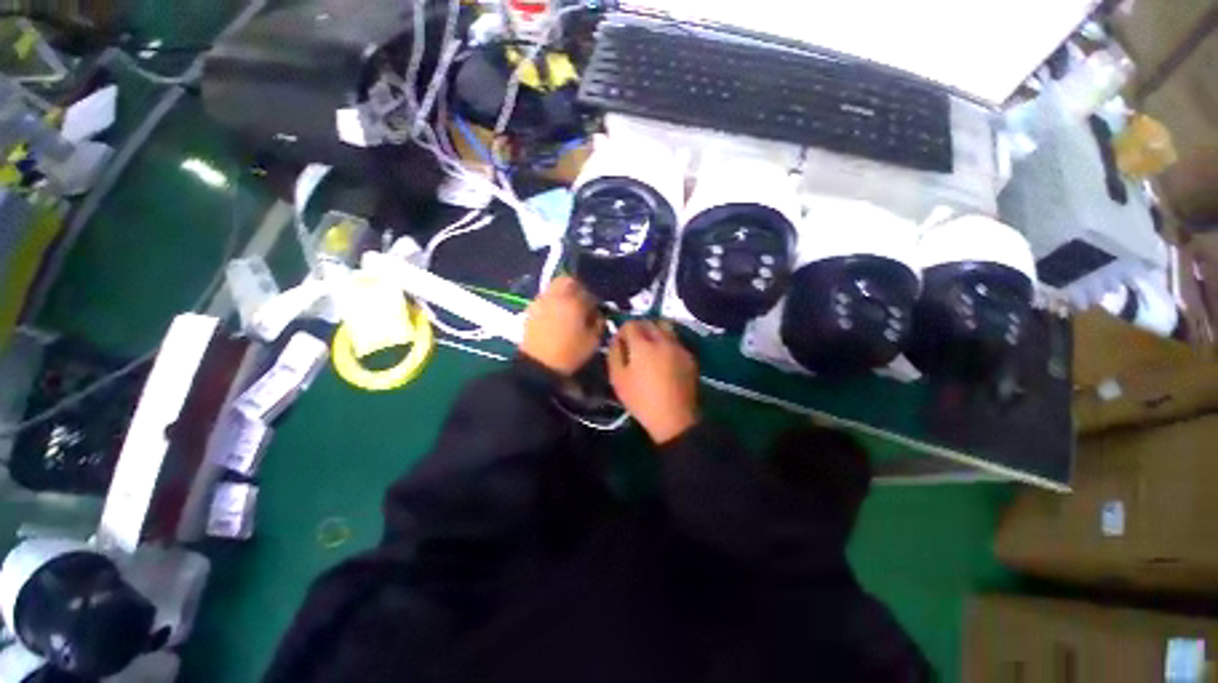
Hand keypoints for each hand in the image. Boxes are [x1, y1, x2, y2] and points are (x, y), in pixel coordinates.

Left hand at [521, 276, 604, 375]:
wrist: (538, 365)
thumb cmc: (570, 353)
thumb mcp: (593, 341)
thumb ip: (599, 323)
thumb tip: (599, 314)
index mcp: (574, 301)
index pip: (588, 291)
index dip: (594, 300)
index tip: (596, 310)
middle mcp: (556, 296)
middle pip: (567, 280)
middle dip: (577, 288)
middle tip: (582, 303)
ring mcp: (541, 301)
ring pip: (554, 287)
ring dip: (563, 293)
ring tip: (568, 310)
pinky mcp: (530, 310)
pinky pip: (545, 298)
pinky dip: (552, 302)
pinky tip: (555, 317)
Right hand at [608, 320, 698, 443]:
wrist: (674, 418)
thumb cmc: (641, 400)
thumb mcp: (618, 379)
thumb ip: (615, 353)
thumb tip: (617, 340)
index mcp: (643, 344)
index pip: (630, 324)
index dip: (622, 332)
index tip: (619, 344)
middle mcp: (663, 339)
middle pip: (649, 321)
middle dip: (639, 328)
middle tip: (634, 343)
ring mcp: (679, 346)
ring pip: (666, 327)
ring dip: (655, 332)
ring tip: (650, 347)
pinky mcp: (690, 356)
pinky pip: (676, 341)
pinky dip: (667, 342)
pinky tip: (664, 358)